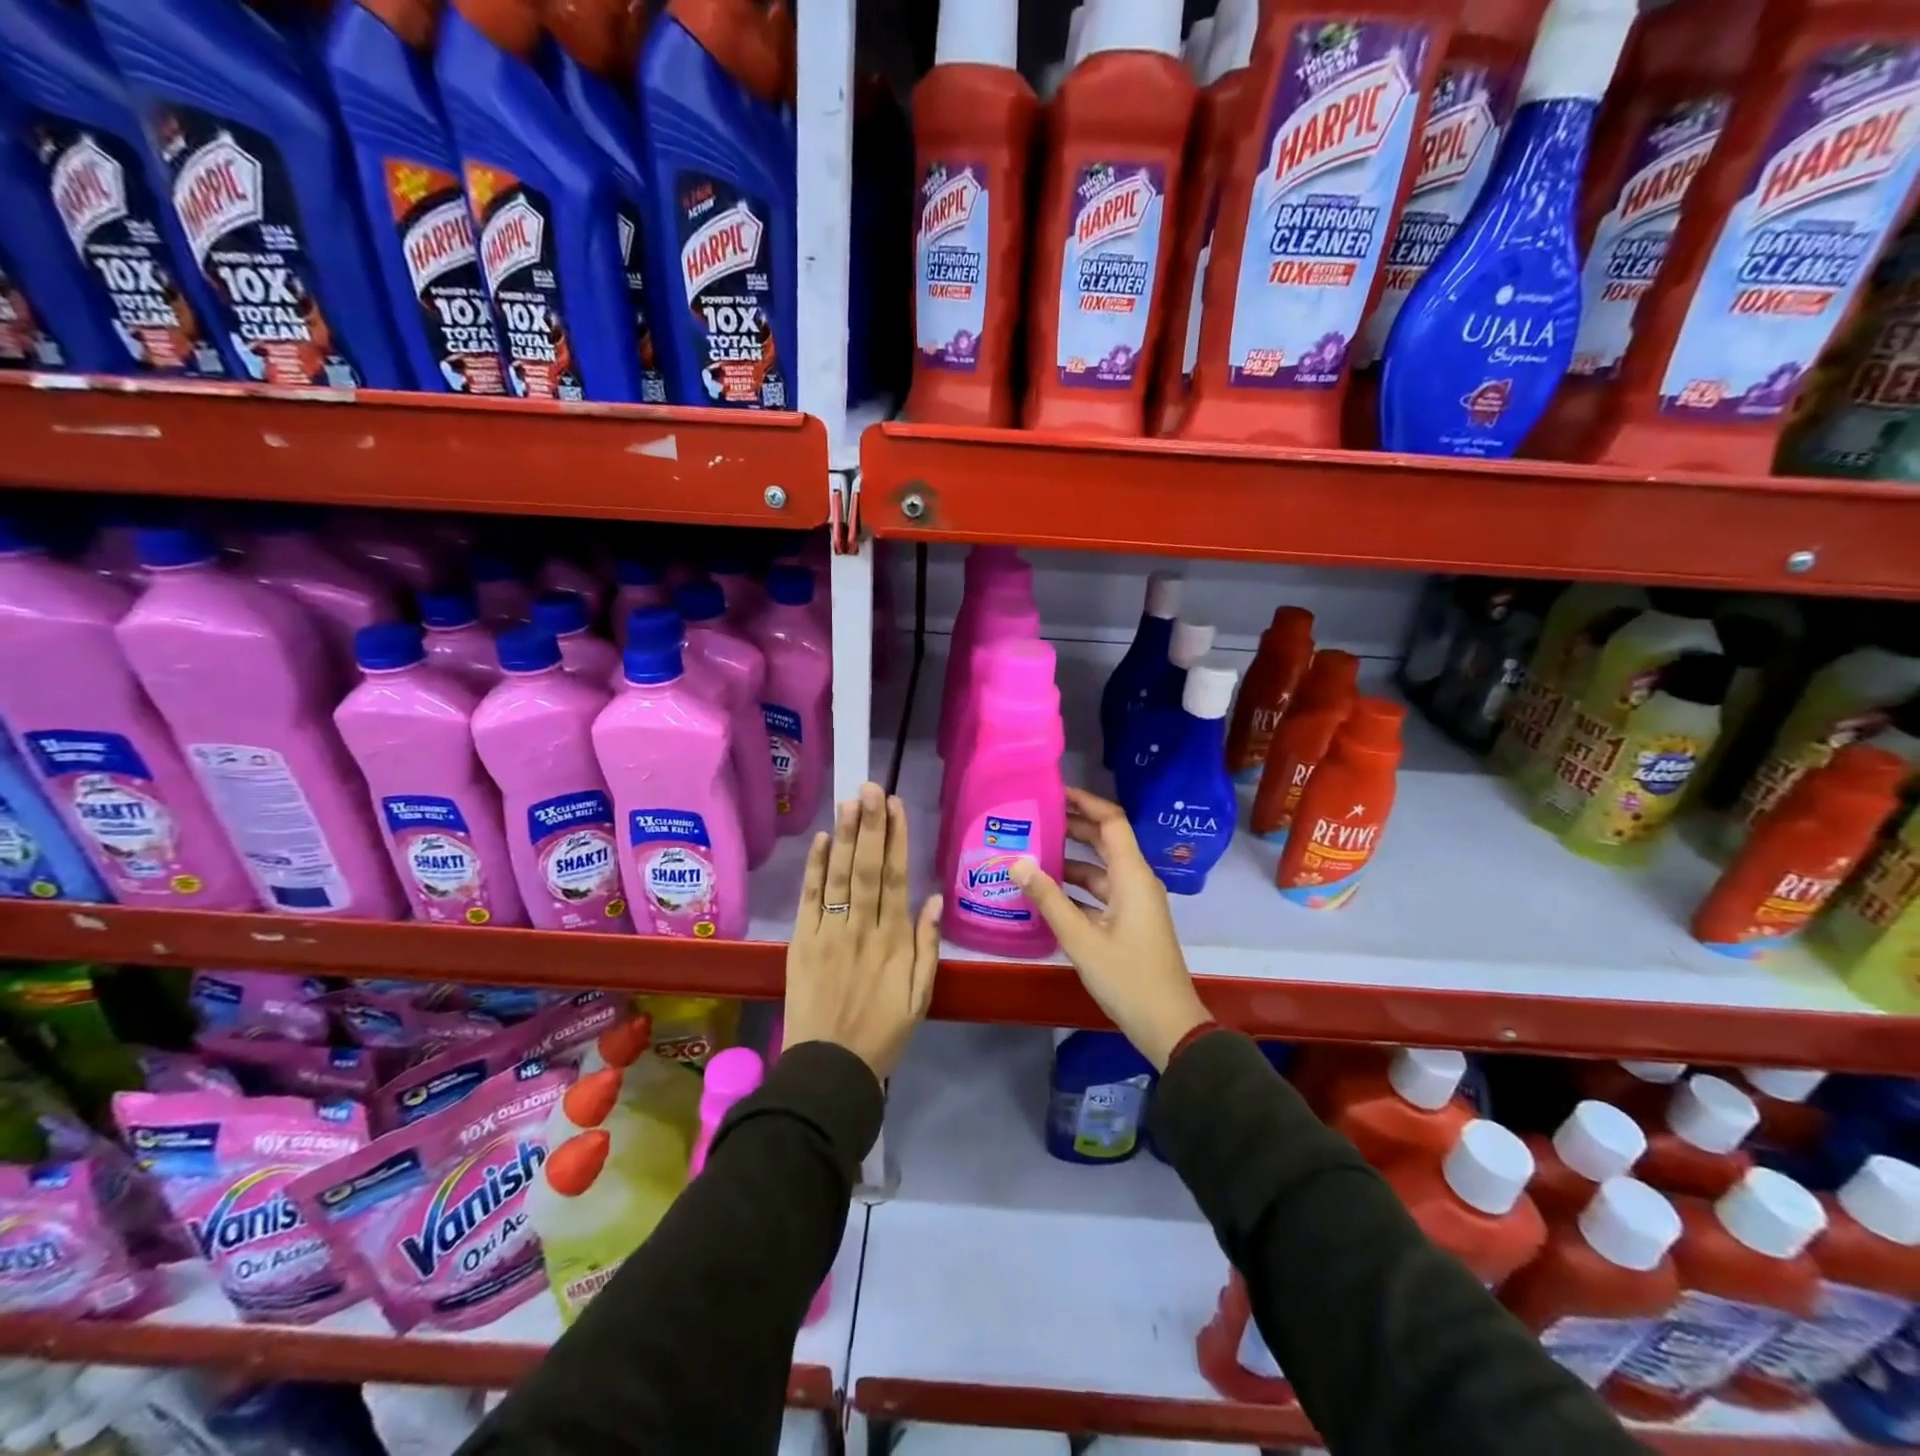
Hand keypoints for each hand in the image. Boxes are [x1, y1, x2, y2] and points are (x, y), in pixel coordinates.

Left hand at [784, 782, 942, 1078]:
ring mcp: (830, 933)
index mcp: (895, 941)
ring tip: (851, 801)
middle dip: (872, 825)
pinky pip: (811, 899)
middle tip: (872, 786)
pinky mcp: (803, 942)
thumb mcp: (921, 996)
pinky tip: (823, 839)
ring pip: (840, 876)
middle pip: (868, 868)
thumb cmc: (883, 1033)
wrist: (830, 1069)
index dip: (897, 839)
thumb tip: (934, 899)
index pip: (896, 878)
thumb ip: (928, 947)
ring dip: (846, 836)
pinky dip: (816, 868)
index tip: (897, 806)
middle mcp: (863, 928)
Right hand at [1011, 788, 1209, 1070]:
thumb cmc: (1127, 977)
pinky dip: (1077, 887)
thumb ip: (1048, 899)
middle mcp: (1136, 881)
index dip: (1086, 802)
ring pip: (1101, 869)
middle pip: (1106, 841)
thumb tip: (1017, 863)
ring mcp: (1135, 903)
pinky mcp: (1130, 922)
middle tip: (1035, 818)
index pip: (1111, 822)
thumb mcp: (1081, 938)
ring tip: (1033, 852)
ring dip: (1071, 859)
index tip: (1054, 792)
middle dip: (1074, 827)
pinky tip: (1047, 892)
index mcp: (1132, 876)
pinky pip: (1101, 892)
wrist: (1167, 1024)